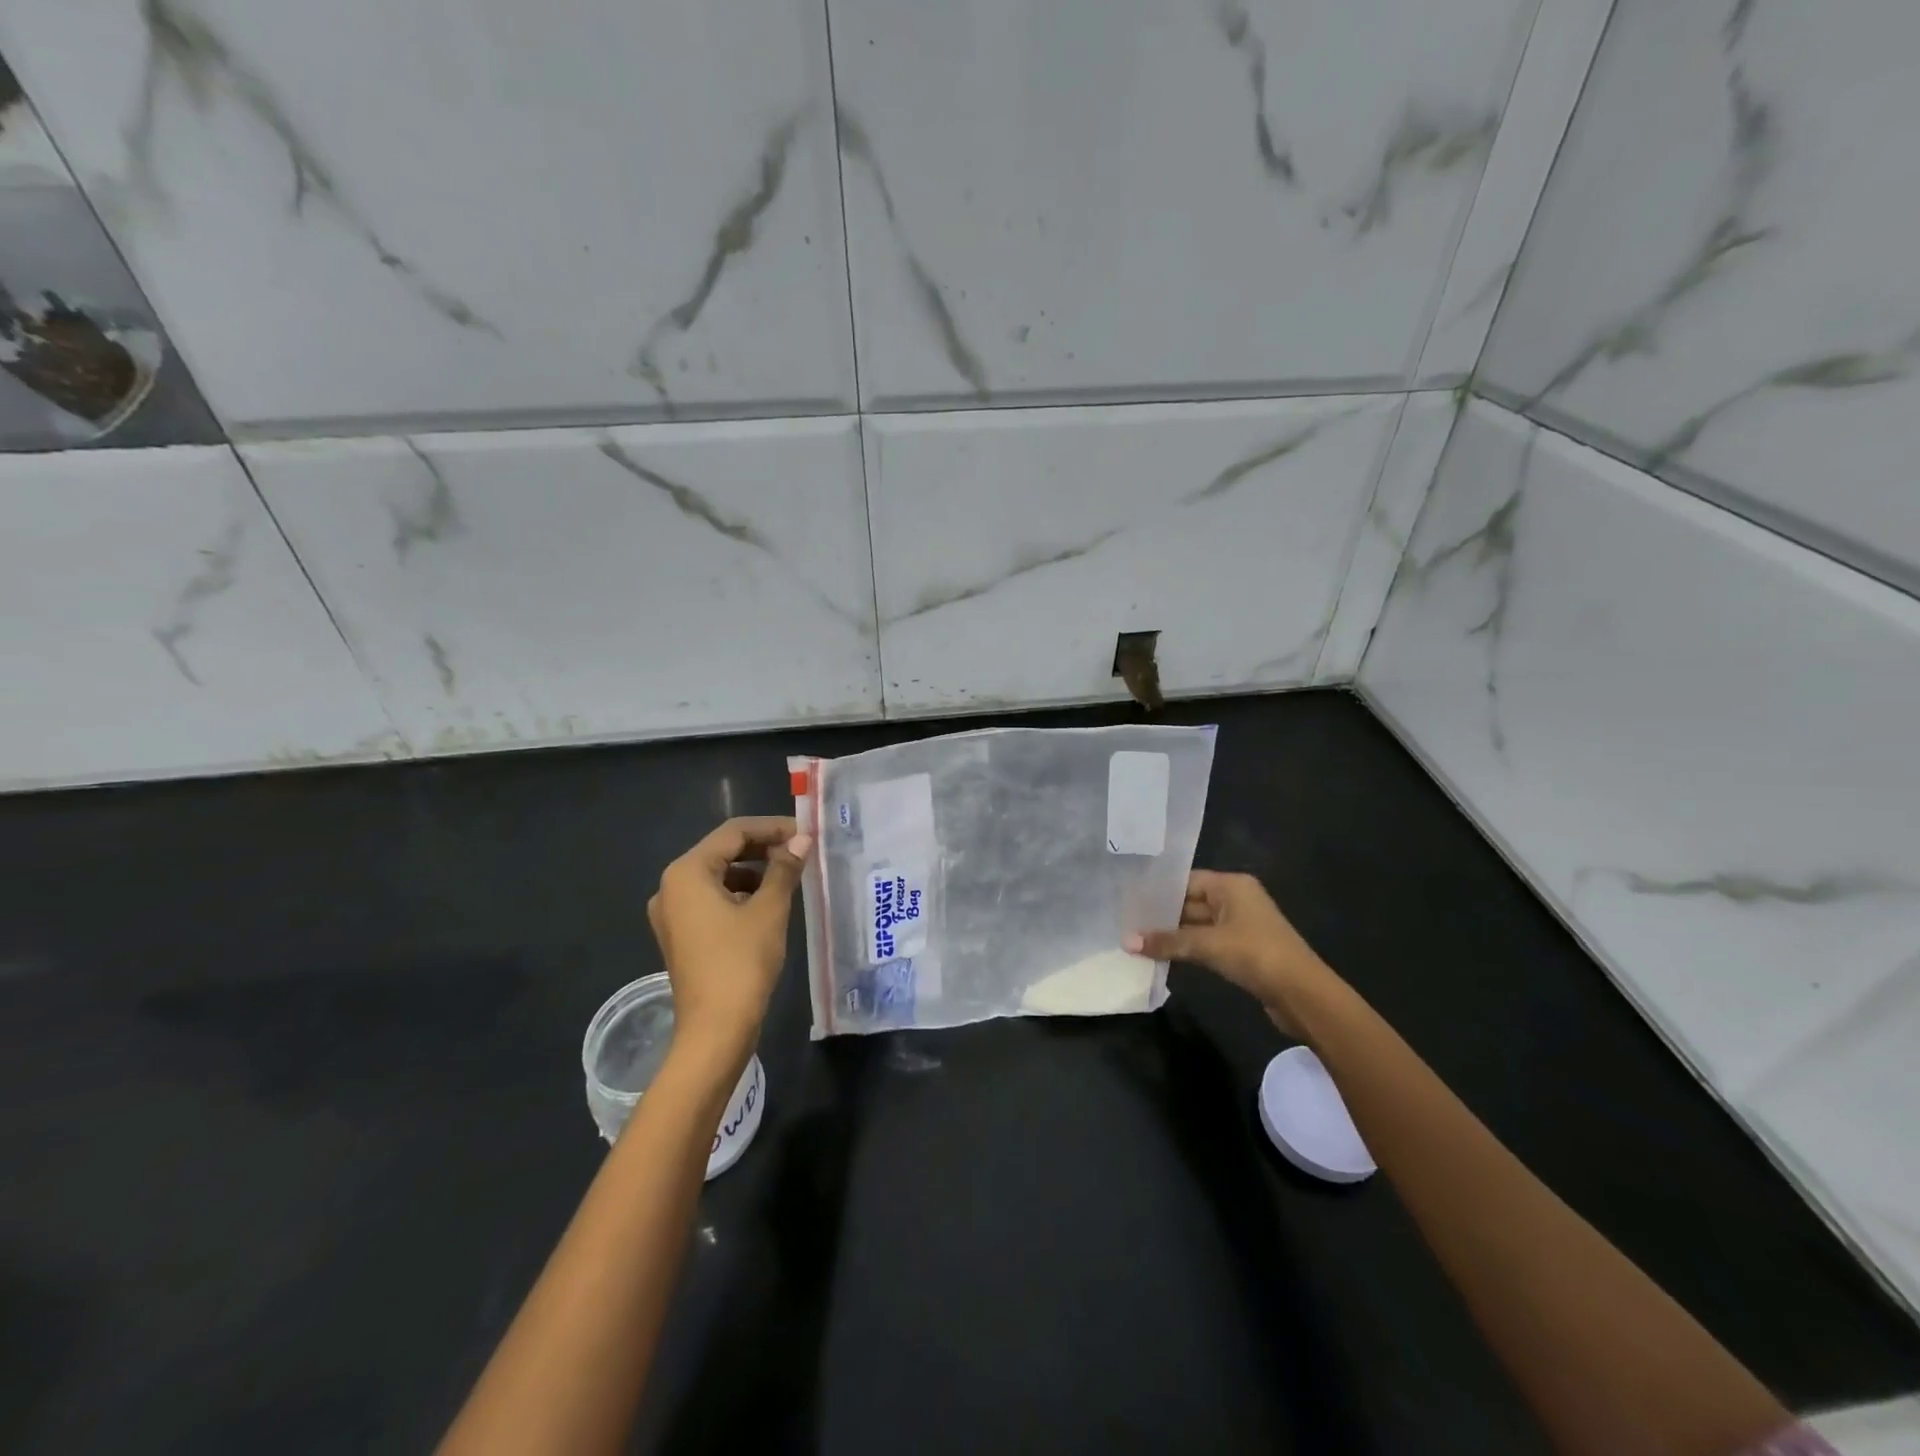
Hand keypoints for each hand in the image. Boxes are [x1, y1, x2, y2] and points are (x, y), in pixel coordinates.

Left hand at [647, 817, 811, 1060]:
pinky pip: (712, 899)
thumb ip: (784, 869)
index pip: (733, 832)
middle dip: (763, 848)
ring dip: (753, 871)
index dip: (772, 827)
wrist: (716, 1029)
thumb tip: (802, 840)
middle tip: (801, 852)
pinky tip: (768, 902)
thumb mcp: (769, 910)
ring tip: (790, 876)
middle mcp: (672, 886)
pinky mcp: (681, 934)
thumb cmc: (742, 962)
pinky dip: (740, 893)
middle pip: (722, 851)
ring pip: (718, 875)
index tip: (806, 833)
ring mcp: (673, 912)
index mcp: (687, 872)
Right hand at [1126, 870, 1343, 1033]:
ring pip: (1196, 925)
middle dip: (1161, 915)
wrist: (1303, 994)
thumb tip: (1126, 941)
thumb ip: (1167, 941)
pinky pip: (1206, 943)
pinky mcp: (1242, 950)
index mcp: (1232, 885)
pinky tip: (1161, 955)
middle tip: (1125, 922)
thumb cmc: (1255, 954)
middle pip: (1190, 902)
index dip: (1157, 891)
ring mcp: (1240, 926)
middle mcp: (1236, 899)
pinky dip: (1186, 948)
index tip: (1128, 900)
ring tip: (1136, 940)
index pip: (1185, 880)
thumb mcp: (1208, 945)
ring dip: (1172, 935)